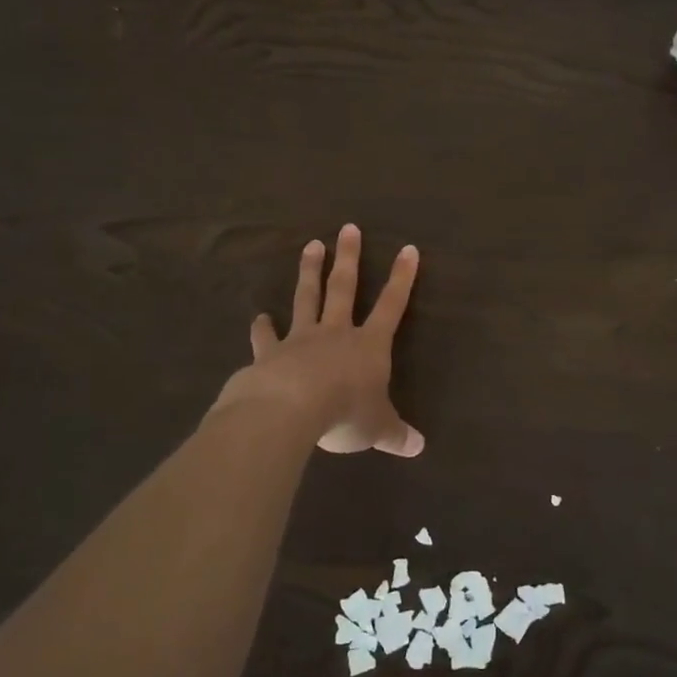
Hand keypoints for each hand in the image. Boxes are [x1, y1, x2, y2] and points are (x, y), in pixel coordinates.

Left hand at [214, 225, 424, 457]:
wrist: (290, 409)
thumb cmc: (344, 414)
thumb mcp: (377, 429)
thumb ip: (396, 434)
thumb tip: (418, 447)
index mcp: (369, 346)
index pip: (392, 306)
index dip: (402, 278)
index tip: (408, 249)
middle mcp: (336, 333)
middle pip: (345, 288)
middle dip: (349, 258)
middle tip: (348, 228)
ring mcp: (301, 338)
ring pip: (307, 298)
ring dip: (310, 272)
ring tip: (311, 246)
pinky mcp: (270, 352)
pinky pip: (266, 336)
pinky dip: (262, 327)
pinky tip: (258, 317)